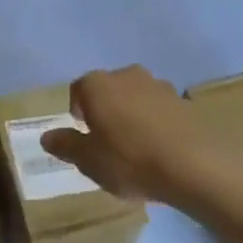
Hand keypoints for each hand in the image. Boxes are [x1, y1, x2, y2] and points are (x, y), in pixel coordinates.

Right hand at [41, 65, 218, 207]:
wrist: (196, 166)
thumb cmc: (130, 161)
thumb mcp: (89, 160)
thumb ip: (66, 145)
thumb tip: (46, 136)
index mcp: (98, 85)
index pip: (78, 89)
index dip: (76, 111)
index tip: (82, 134)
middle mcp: (128, 75)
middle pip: (108, 90)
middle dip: (105, 110)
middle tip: (107, 142)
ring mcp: (160, 86)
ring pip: (136, 97)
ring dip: (132, 115)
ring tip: (136, 147)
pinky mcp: (185, 102)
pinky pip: (161, 109)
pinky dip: (156, 123)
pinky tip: (160, 149)